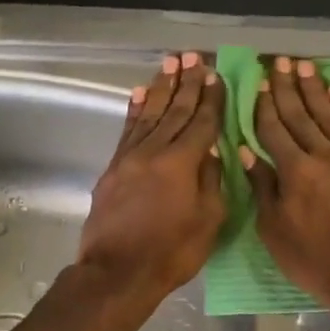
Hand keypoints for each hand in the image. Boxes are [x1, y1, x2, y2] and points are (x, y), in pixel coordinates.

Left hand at [78, 51, 225, 308]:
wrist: (117, 273)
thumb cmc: (171, 252)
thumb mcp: (208, 222)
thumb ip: (212, 181)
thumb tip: (212, 152)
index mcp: (182, 163)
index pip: (201, 123)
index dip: (211, 99)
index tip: (216, 76)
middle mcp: (154, 151)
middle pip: (174, 110)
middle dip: (186, 83)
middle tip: (193, 57)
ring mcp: (129, 158)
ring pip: (149, 114)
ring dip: (160, 87)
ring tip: (170, 64)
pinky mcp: (113, 168)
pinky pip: (127, 130)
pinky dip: (135, 110)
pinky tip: (140, 94)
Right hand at [243, 55, 329, 323]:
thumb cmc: (318, 262)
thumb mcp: (276, 233)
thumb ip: (263, 189)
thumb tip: (247, 152)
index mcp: (294, 172)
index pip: (274, 130)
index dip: (265, 105)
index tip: (259, 83)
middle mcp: (323, 156)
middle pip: (301, 115)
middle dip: (288, 88)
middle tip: (281, 62)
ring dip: (316, 90)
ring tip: (305, 67)